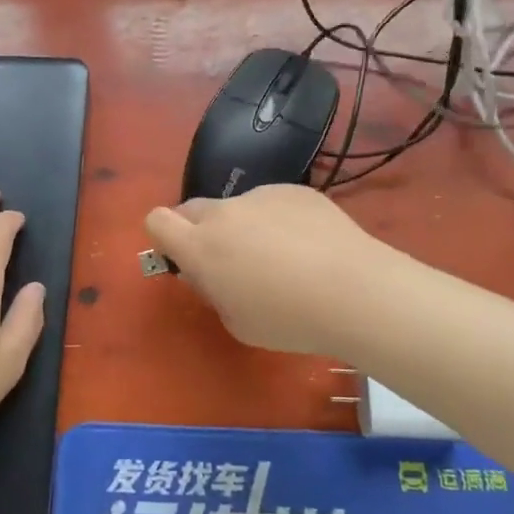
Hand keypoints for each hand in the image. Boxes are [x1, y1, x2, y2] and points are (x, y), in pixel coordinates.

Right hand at [144, 185, 383, 356]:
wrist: (357, 292)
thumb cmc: (289, 319)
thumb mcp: (237, 323)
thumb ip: (213, 292)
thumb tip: (209, 273)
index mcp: (200, 247)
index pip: (156, 221)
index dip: (163, 238)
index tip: (182, 258)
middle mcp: (224, 213)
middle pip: (191, 208)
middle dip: (198, 231)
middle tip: (229, 262)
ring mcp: (261, 196)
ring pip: (236, 207)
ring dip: (242, 226)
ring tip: (283, 257)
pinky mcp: (295, 190)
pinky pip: (272, 203)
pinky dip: (278, 220)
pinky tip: (310, 246)